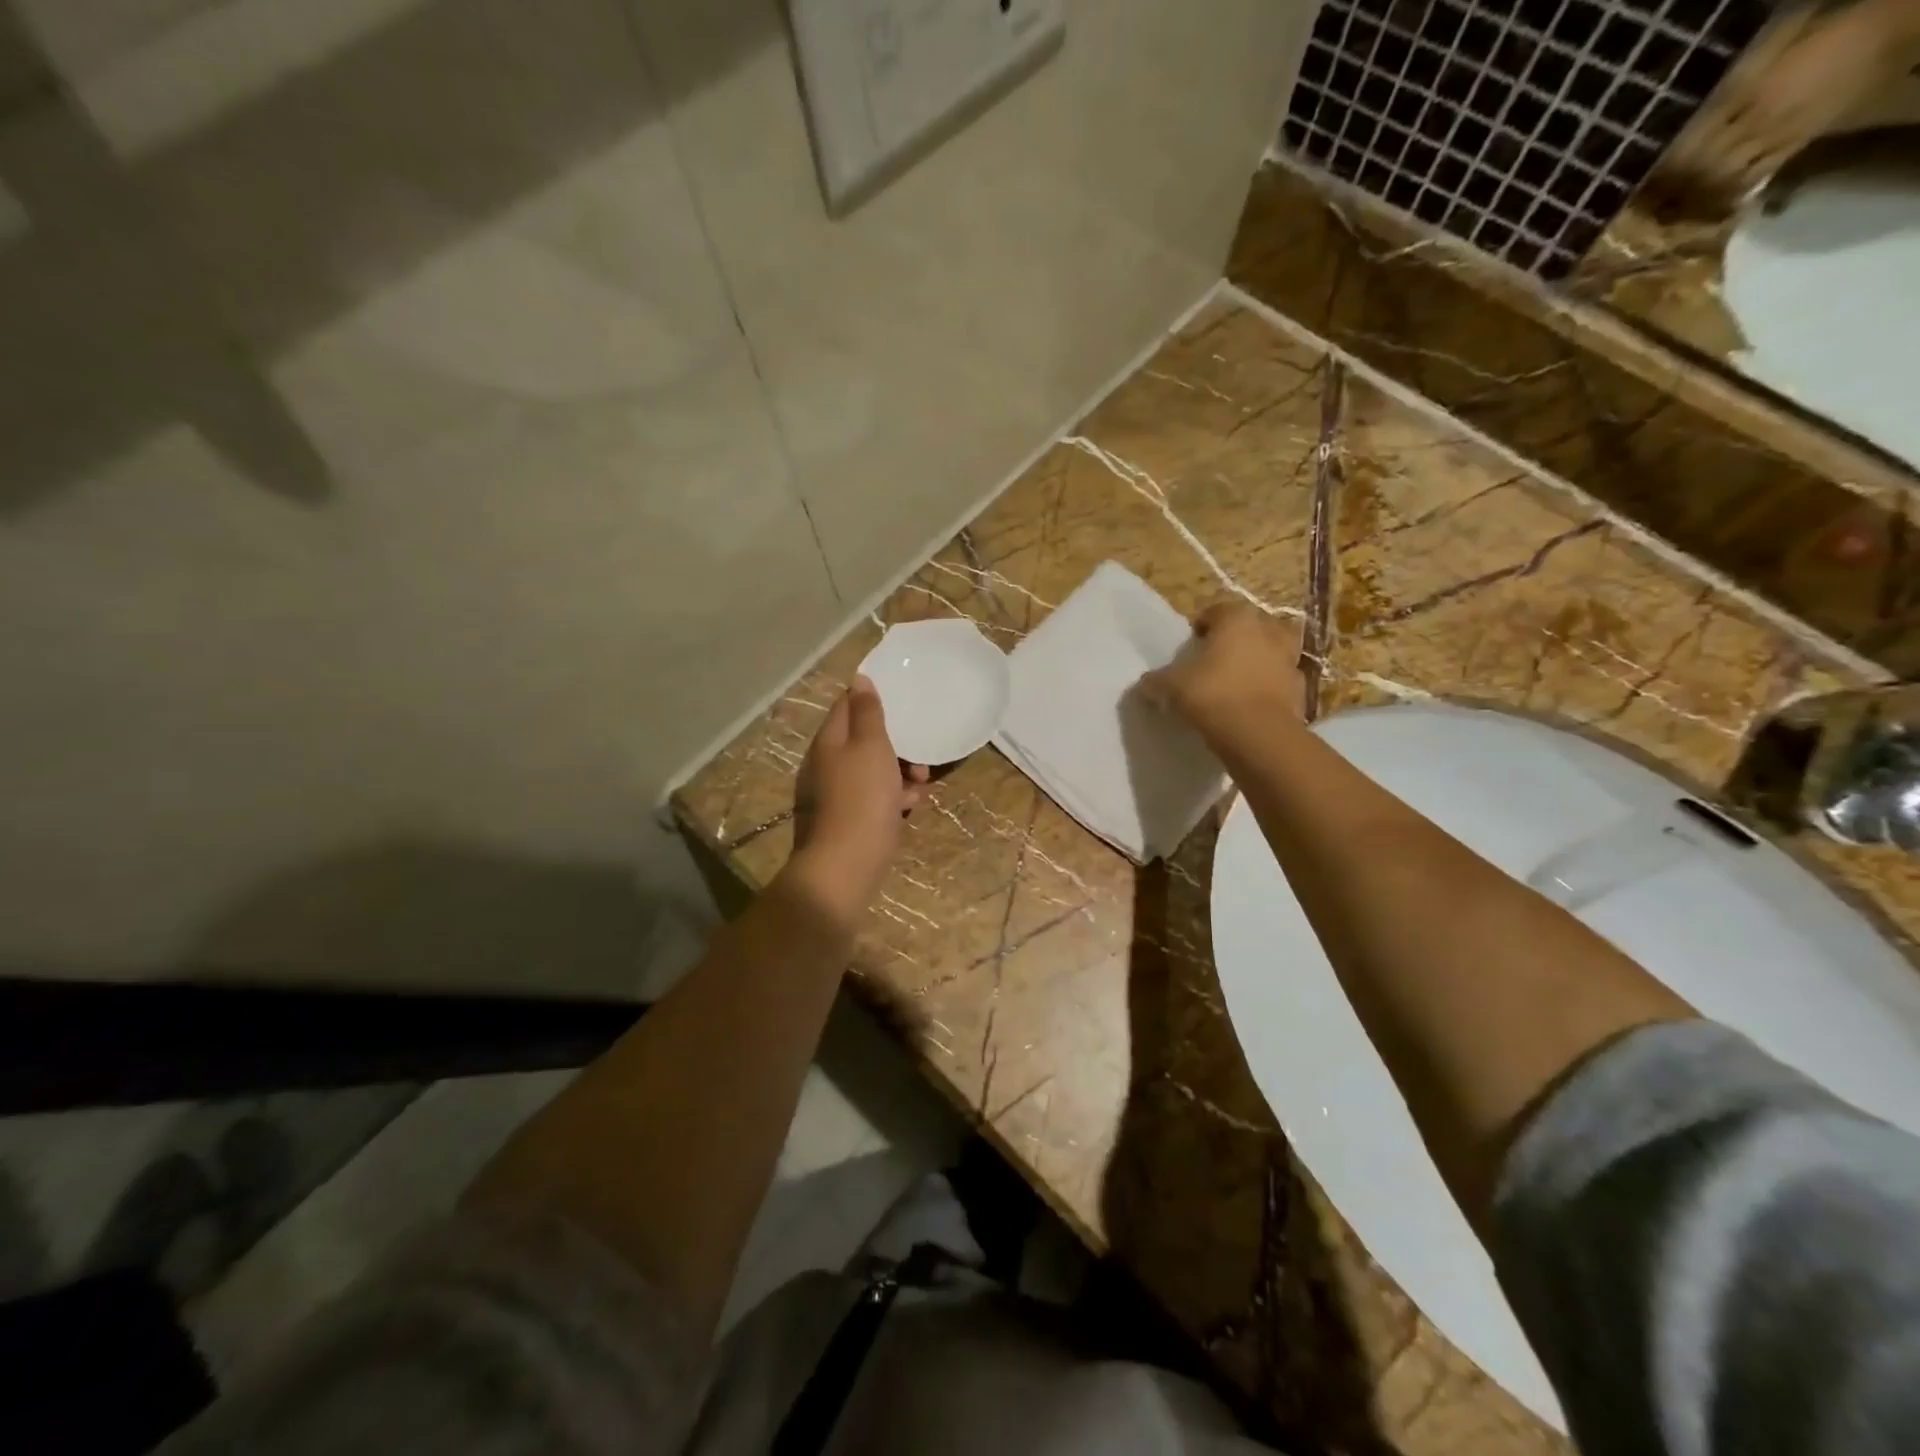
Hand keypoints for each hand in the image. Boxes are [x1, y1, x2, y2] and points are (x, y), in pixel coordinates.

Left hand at [790, 676, 928, 922]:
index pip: (848, 705)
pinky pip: (879, 796)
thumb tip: (859, 679)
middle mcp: (831, 762)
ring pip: (877, 769)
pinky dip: (896, 796)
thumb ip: (867, 712)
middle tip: (919, 753)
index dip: (873, 700)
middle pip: (866, 739)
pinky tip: (913, 805)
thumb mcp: (870, 745)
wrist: (850, 861)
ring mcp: (841, 791)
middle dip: (898, 743)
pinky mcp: (855, 816)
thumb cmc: (864, 795)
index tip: (904, 701)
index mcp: (830, 741)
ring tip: (921, 782)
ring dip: (902, 771)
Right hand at [1138, 603, 1306, 743]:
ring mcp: (1290, 659)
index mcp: (1237, 619)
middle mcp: (1269, 630)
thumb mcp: (1171, 686)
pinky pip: (1280, 682)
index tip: (1190, 647)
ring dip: (1258, 661)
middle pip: (1250, 627)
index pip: (1216, 611)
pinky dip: (1269, 688)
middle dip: (1235, 639)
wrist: (1257, 734)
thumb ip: (1157, 680)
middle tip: (1214, 661)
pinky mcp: (1301, 688)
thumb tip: (1146, 682)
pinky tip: (1252, 705)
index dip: (1201, 627)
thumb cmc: (1212, 695)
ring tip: (1237, 681)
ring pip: (1271, 652)